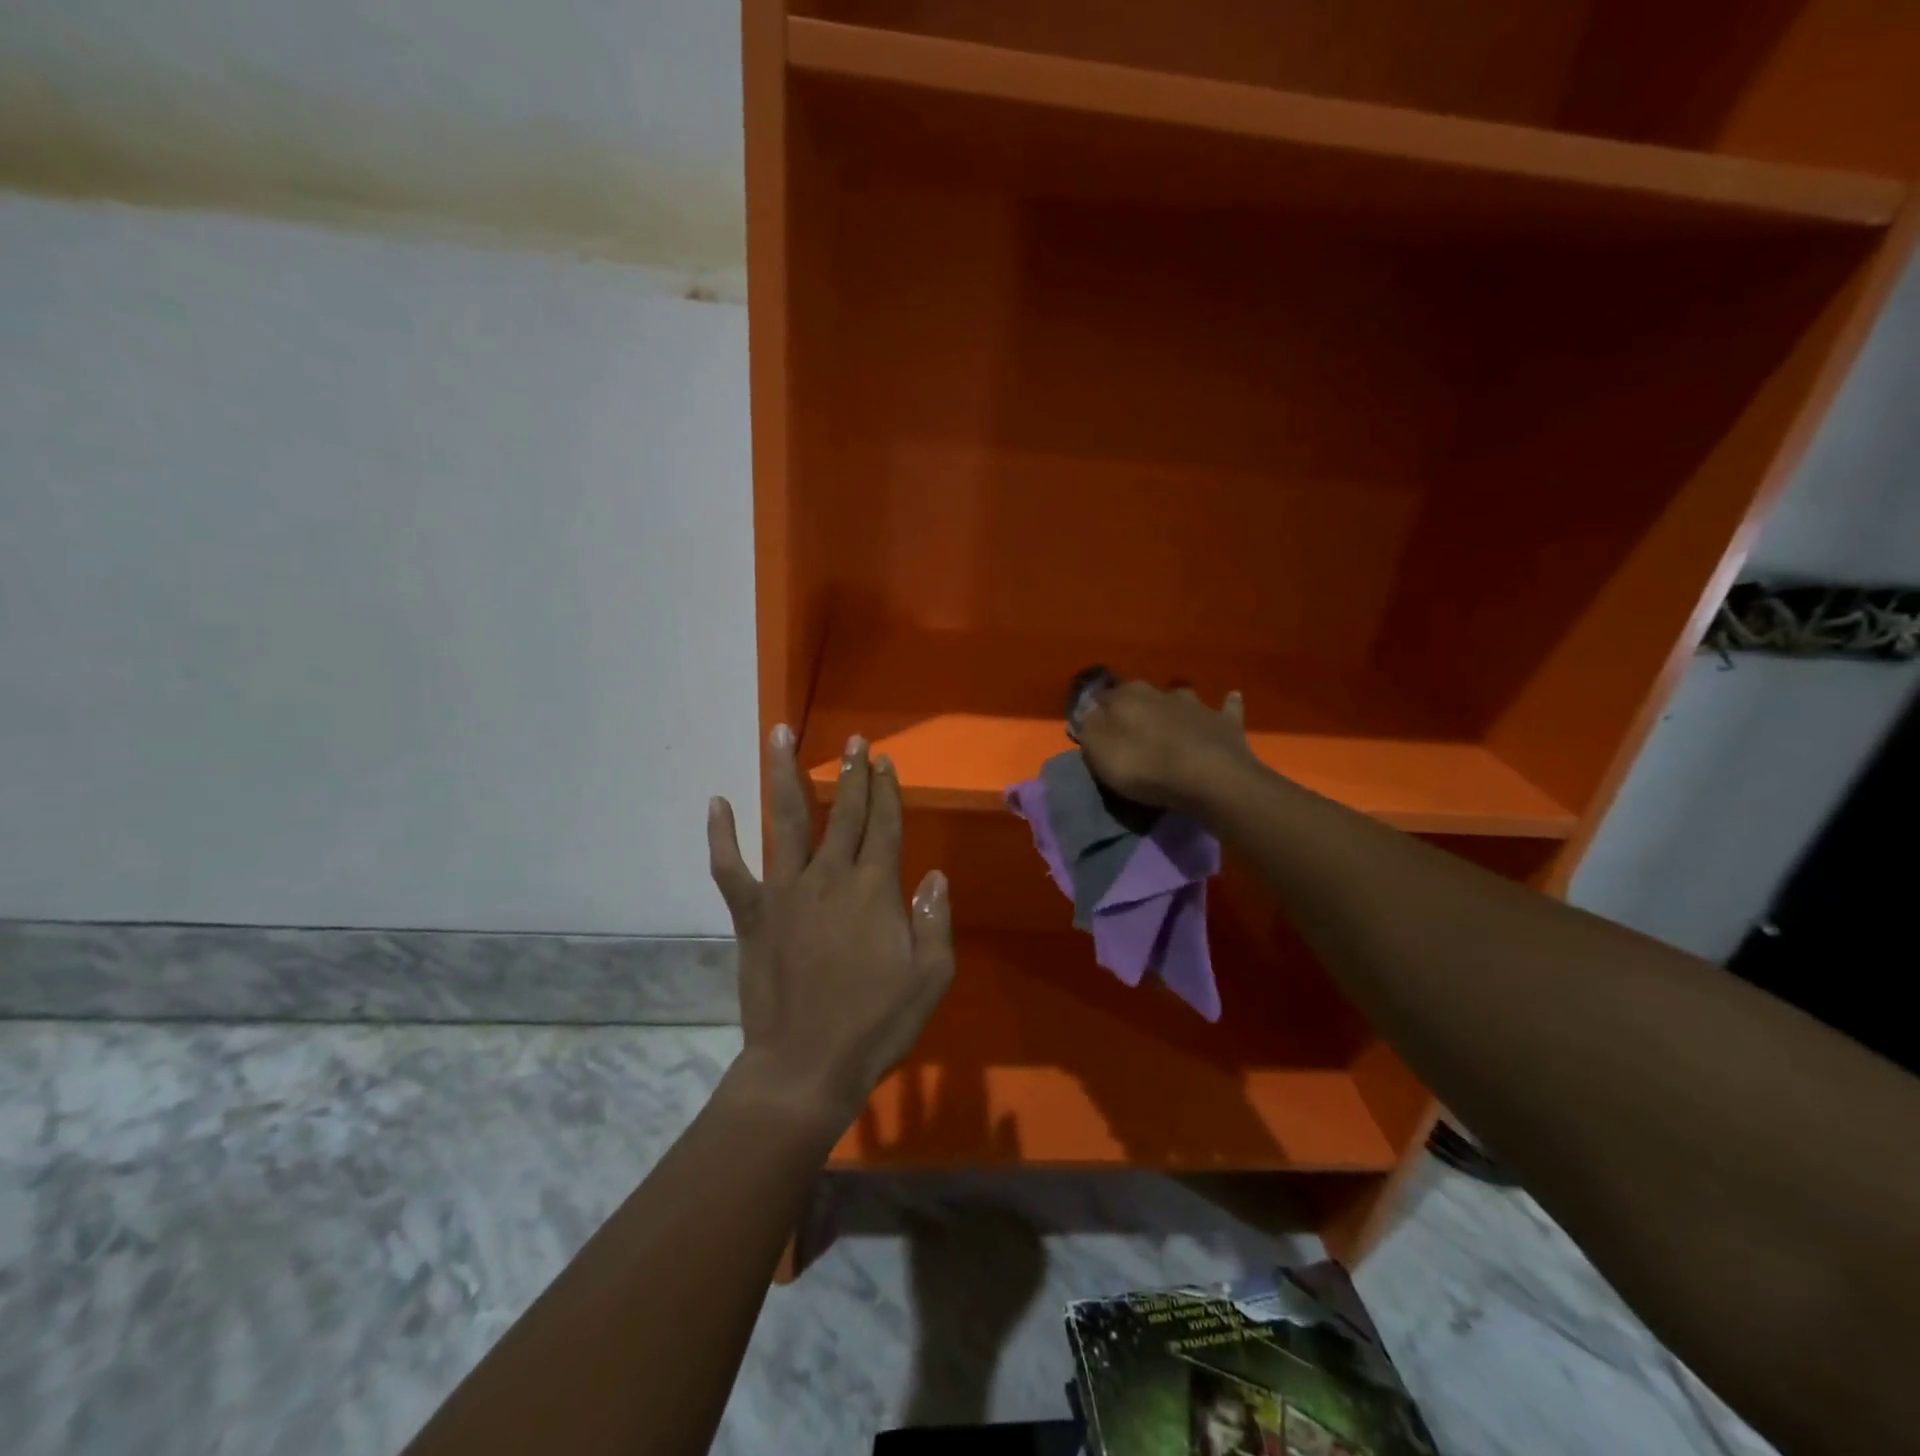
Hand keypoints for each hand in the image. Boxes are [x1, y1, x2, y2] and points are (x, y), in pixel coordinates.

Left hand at [706, 726, 955, 1132]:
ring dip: (783, 774)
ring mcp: (785, 892)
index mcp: (876, 889)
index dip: (887, 791)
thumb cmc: (876, 1024)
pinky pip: (730, 868)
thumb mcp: (930, 977)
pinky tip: (716, 802)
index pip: (885, 825)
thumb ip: (935, 920)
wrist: (806, 1066)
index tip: (884, 762)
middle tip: (855, 740)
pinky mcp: (751, 915)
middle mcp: (830, 877)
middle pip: (842, 812)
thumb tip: (934, 876)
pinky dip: (720, 836)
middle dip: (851, 773)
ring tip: (780, 734)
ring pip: (784, 820)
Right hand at [1077, 682, 1254, 813]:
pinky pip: (1226, 707)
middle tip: (1129, 728)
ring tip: (1172, 718)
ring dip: (1175, 704)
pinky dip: (1227, 704)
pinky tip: (1231, 698)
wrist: (1210, 779)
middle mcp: (1160, 692)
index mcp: (1126, 697)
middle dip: (1133, 707)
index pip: (1101, 696)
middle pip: (1139, 694)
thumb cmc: (1146, 767)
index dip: (1094, 711)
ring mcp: (1196, 705)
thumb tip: (1087, 712)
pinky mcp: (1225, 722)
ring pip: (1181, 696)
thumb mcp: (1100, 752)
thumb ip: (1089, 728)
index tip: (1090, 727)